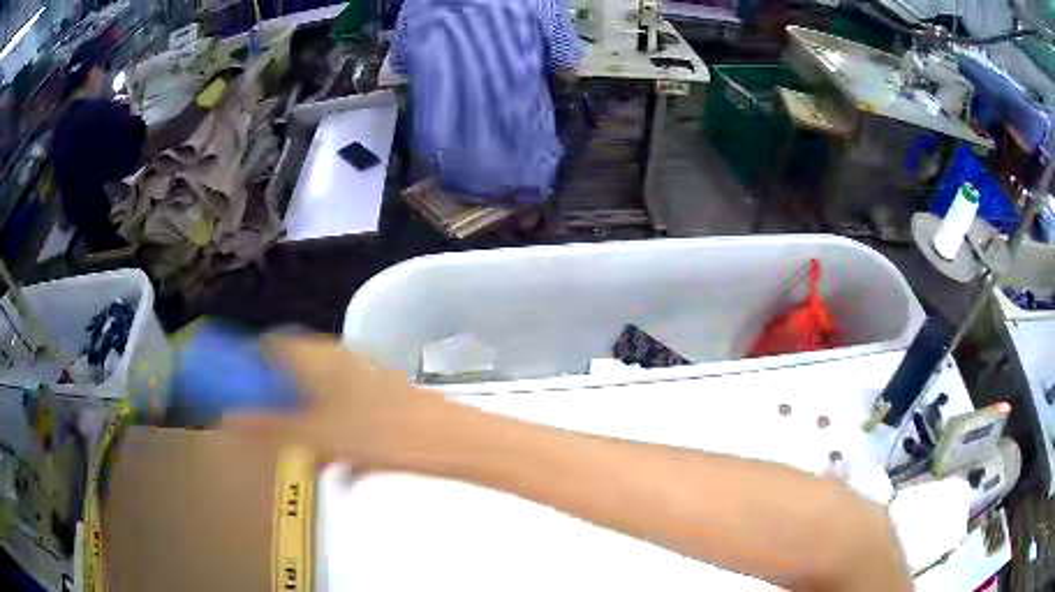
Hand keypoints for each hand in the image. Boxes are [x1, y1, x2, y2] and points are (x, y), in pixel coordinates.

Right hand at [221, 334, 445, 468]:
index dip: (253, 364)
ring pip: (324, 401)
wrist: (445, 441)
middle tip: (277, 436)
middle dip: (284, 409)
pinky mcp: (385, 400)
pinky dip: (343, 442)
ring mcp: (364, 379)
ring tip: (312, 462)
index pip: (273, 345)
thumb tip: (229, 419)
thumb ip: (269, 428)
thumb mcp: (313, 435)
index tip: (241, 390)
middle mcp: (339, 360)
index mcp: (317, 358)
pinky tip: (348, 472)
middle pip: (297, 376)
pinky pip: (351, 418)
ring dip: (315, 431)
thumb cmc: (373, 432)